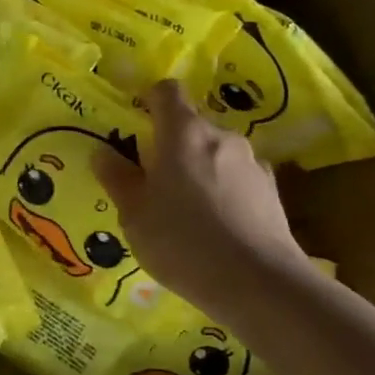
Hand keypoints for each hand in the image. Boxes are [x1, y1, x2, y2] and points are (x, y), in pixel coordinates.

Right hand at [93, 80, 310, 313]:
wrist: (257, 282)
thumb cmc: (182, 241)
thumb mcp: (134, 213)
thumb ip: (117, 178)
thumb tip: (102, 152)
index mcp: (183, 133)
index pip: (167, 92)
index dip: (149, 100)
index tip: (135, 122)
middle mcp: (221, 137)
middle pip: (191, 126)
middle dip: (170, 145)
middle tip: (151, 181)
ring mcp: (252, 163)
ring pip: (214, 154)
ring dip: (197, 169)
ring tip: (183, 210)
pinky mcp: (271, 191)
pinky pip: (235, 178)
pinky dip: (221, 190)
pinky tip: (213, 225)